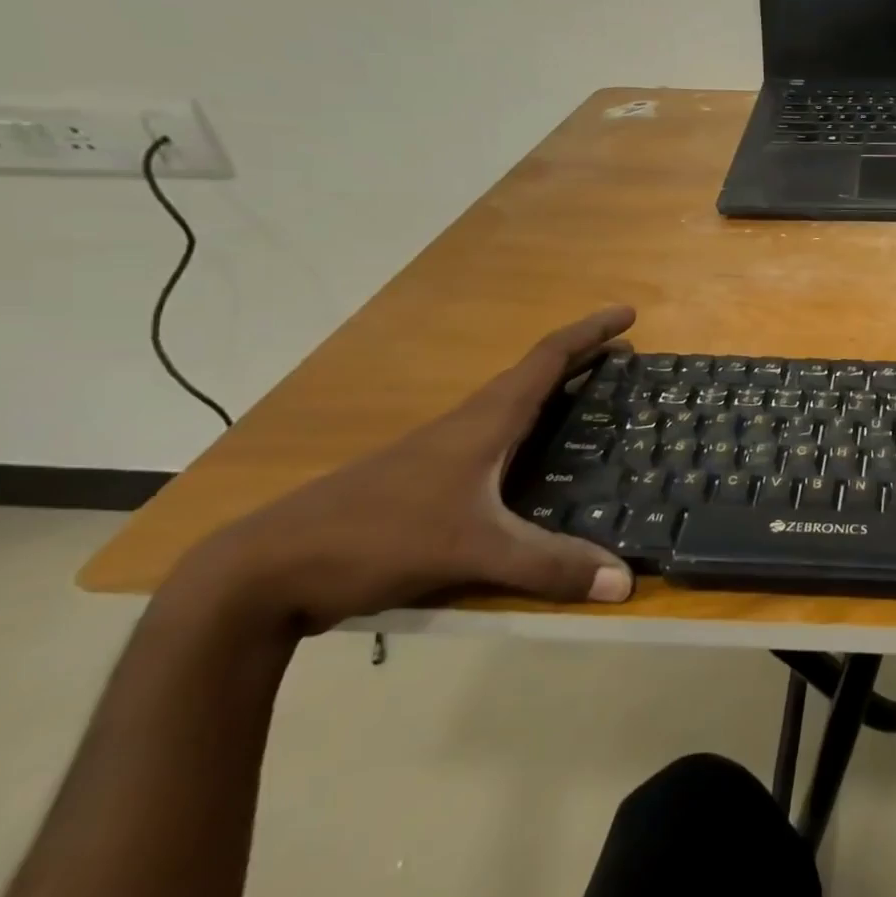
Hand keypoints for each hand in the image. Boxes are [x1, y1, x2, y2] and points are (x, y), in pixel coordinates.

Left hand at [176, 308, 638, 633]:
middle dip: (583, 361)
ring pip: (514, 410)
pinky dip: (533, 435)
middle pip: (535, 377)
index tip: (628, 313)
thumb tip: (625, 583)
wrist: (267, 570)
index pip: (547, 358)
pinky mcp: (430, 484)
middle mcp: (468, 425)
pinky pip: (498, 443)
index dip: (590, 332)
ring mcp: (444, 454)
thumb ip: (548, 564)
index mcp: (485, 420)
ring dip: (557, 396)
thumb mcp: (472, 549)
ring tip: (595, 406)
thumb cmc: (377, 535)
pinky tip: (540, 467)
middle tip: (626, 359)